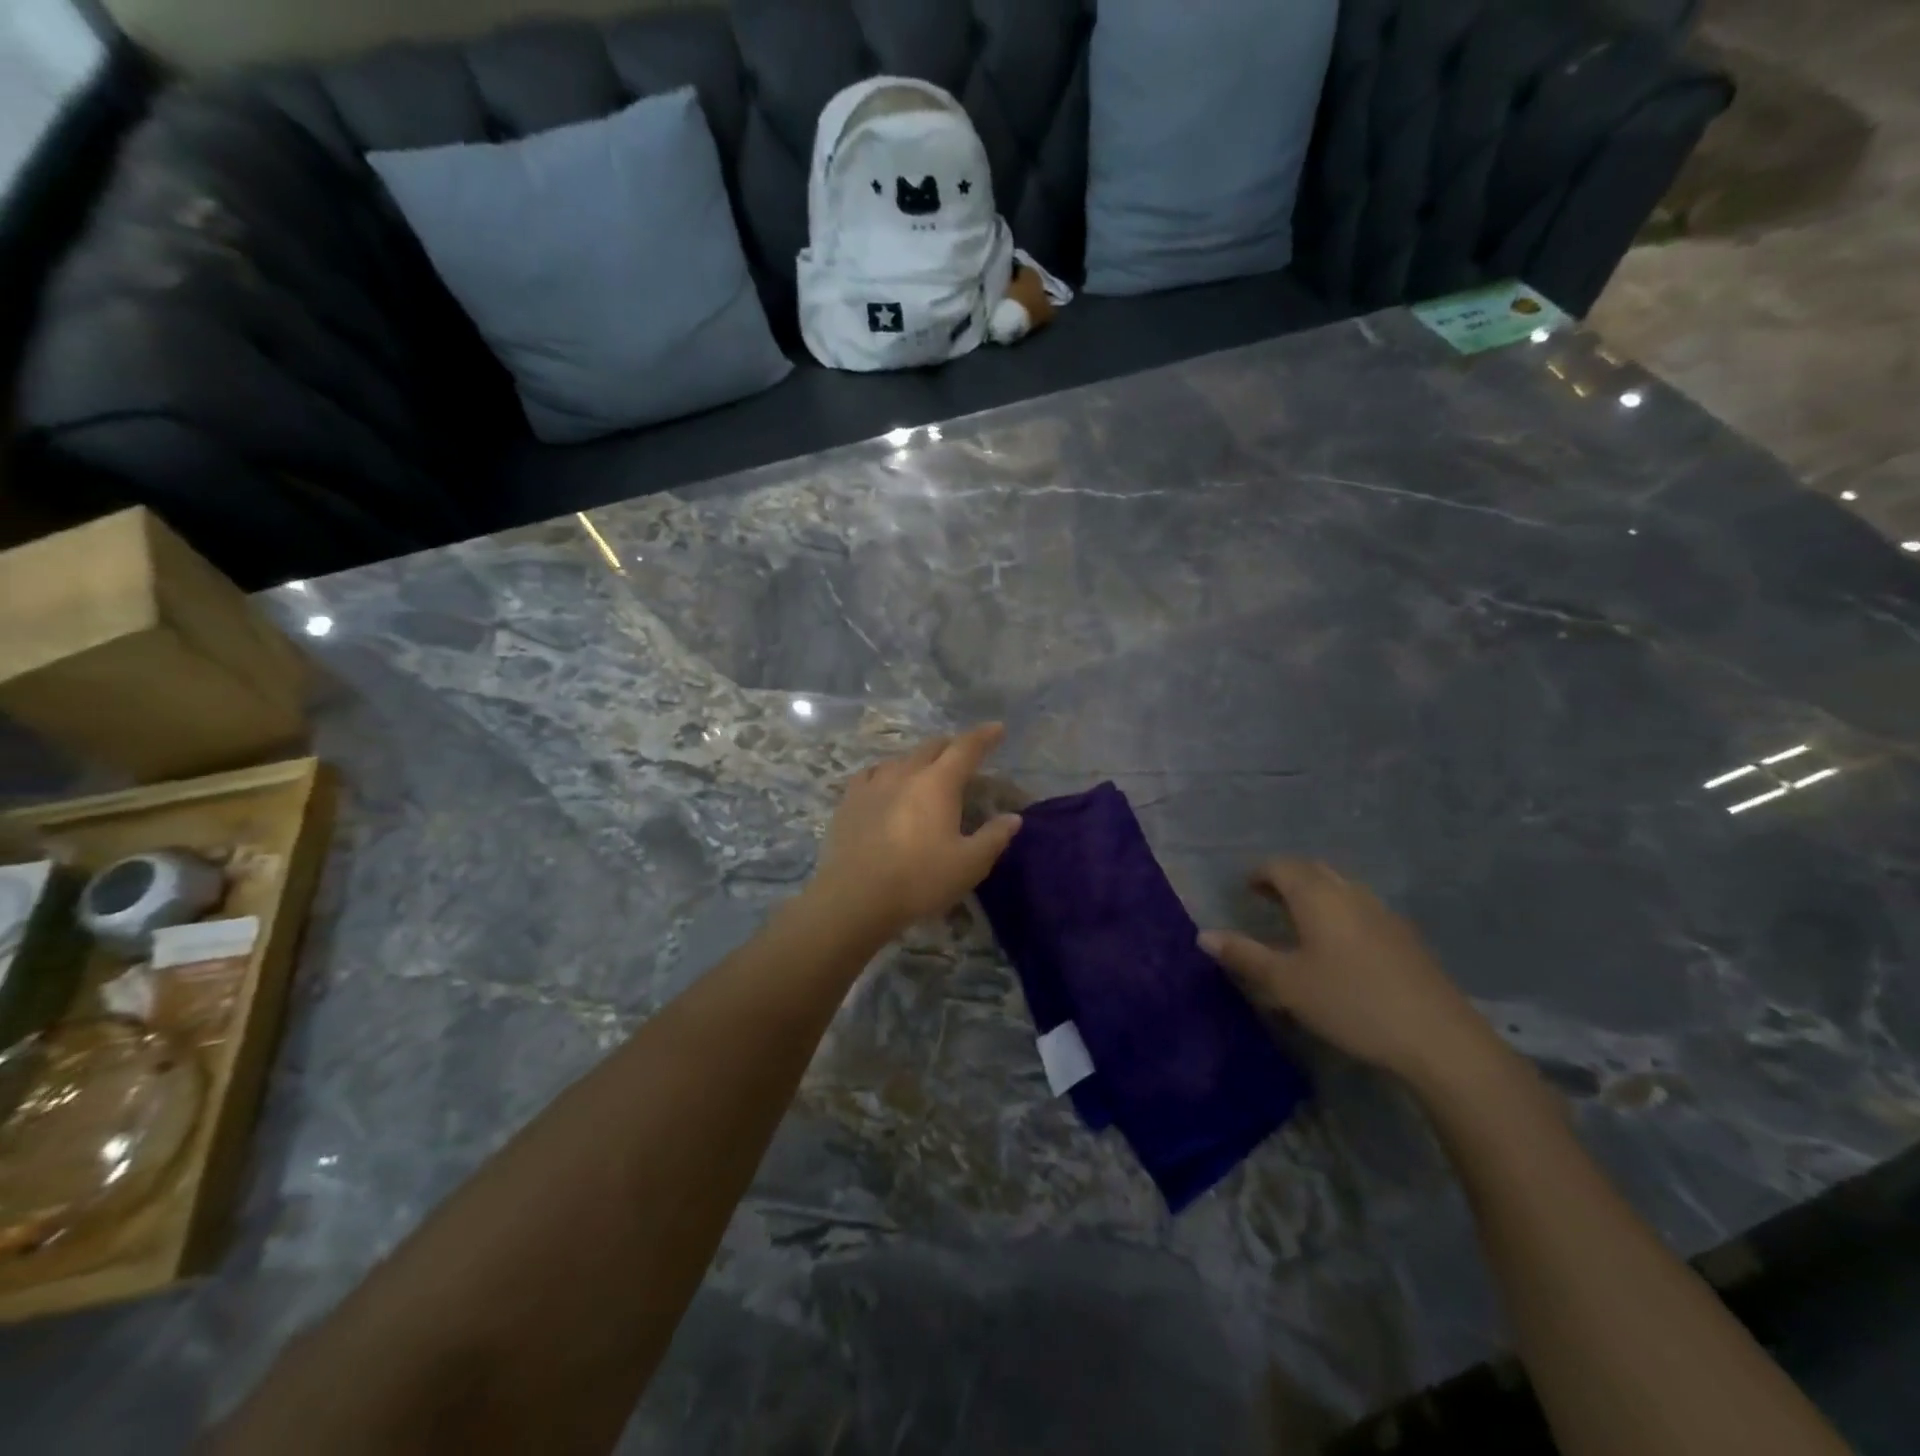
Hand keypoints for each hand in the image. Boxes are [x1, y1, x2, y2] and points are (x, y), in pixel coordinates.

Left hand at [809, 725, 1022, 935]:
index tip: (997, 728)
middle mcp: (905, 773)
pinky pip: (871, 774)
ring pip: (901, 759)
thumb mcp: (969, 865)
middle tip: (964, 755)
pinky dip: (886, 773)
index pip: (966, 748)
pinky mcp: (849, 801)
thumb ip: (994, 837)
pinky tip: (885, 783)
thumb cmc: (919, 880)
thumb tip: (1012, 818)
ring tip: (926, 771)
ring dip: (920, 760)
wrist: (855, 897)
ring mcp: (873, 784)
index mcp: (938, 783)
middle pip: (932, 747)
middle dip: (952, 746)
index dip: (984, 736)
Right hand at [1200, 859, 1507, 1093]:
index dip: (1259, 873)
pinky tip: (1339, 945)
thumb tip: (1204, 935)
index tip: (1245, 889)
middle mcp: (1349, 893)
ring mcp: (1382, 912)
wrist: (1437, 1037)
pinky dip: (1339, 911)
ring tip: (1299, 919)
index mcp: (1317, 896)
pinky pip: (1361, 907)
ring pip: (1340, 887)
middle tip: (1266, 899)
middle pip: (1313, 870)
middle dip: (1286, 878)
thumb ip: (1244, 956)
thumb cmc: (1350, 1003)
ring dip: (1314, 893)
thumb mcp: (1286, 984)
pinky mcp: (1404, 937)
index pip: (1281, 866)